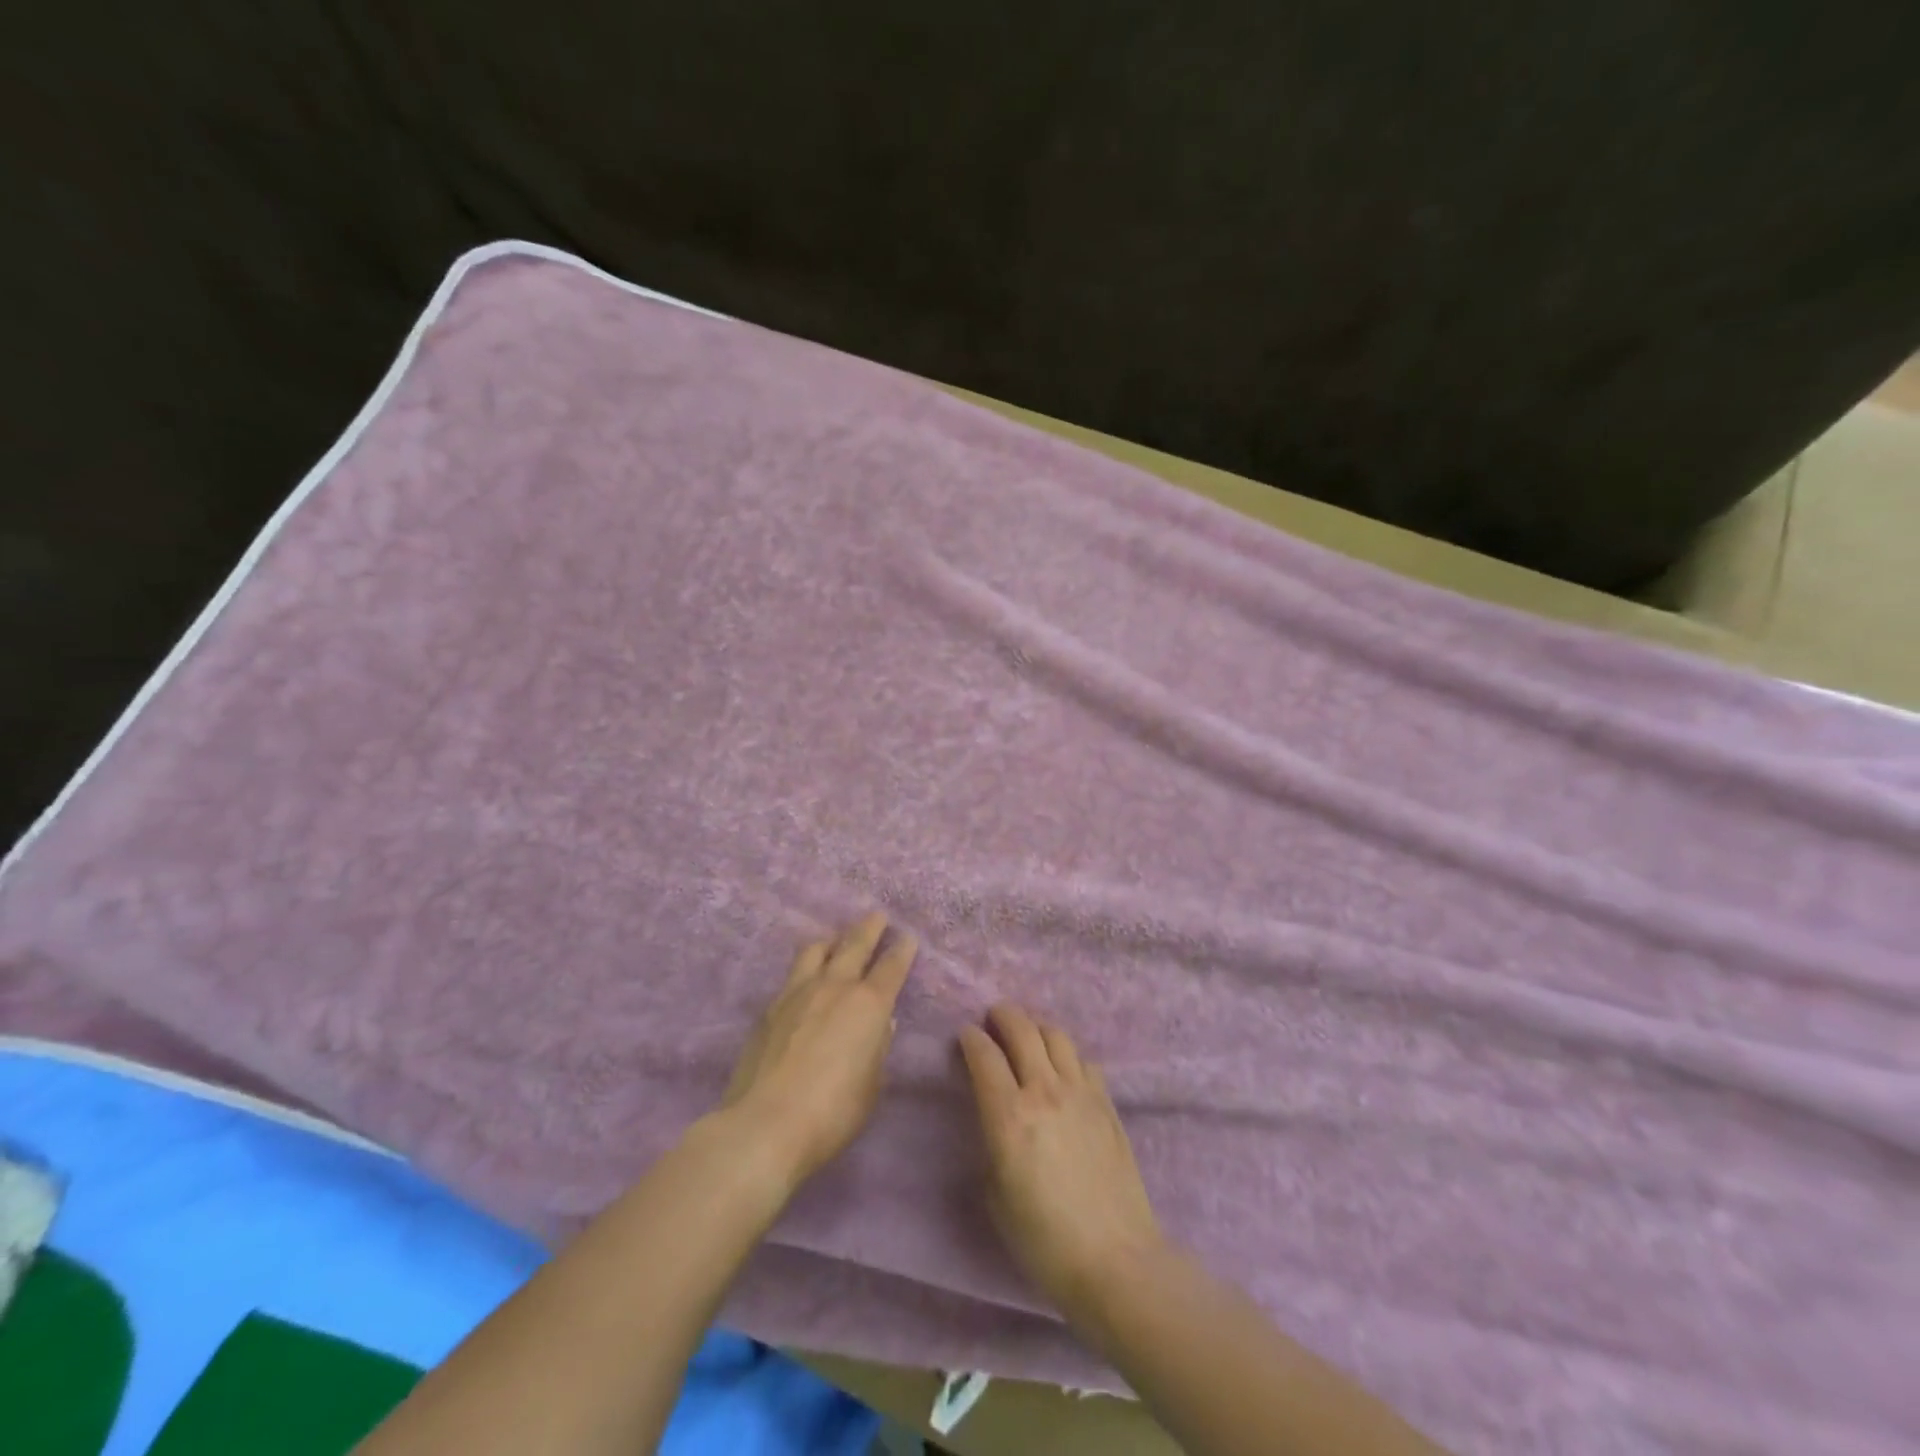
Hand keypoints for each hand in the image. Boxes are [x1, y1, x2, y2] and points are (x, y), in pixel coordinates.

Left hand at [719, 912, 915, 1188]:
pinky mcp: (770, 1007)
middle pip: (854, 945)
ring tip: (836, 939)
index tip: (908, 938)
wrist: (765, 1124)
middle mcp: (835, 987)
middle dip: (869, 928)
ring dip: (832, 941)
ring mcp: (798, 993)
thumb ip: (877, 1050)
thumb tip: (881, 1025)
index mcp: (869, 1005)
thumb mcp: (871, 1085)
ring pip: (817, 950)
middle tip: (877, 916)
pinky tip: (806, 978)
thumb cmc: (832, 1112)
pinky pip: (793, 974)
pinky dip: (806, 967)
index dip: (902, 951)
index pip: (891, 967)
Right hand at [959, 1004, 1164, 1319]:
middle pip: (1022, 1029)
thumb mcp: (996, 1195)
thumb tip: (995, 1118)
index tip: (965, 1035)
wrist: (1115, 1260)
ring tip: (1028, 1034)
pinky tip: (1063, 1068)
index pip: (984, 1055)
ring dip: (1036, 1027)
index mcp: (1009, 1115)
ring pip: (1056, 1035)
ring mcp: (1080, 1092)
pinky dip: (1066, 1054)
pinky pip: (1083, 1060)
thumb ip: (991, 1143)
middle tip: (993, 1017)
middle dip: (1003, 1015)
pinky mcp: (1106, 1103)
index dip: (970, 1039)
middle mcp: (1044, 1091)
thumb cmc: (1044, 1240)